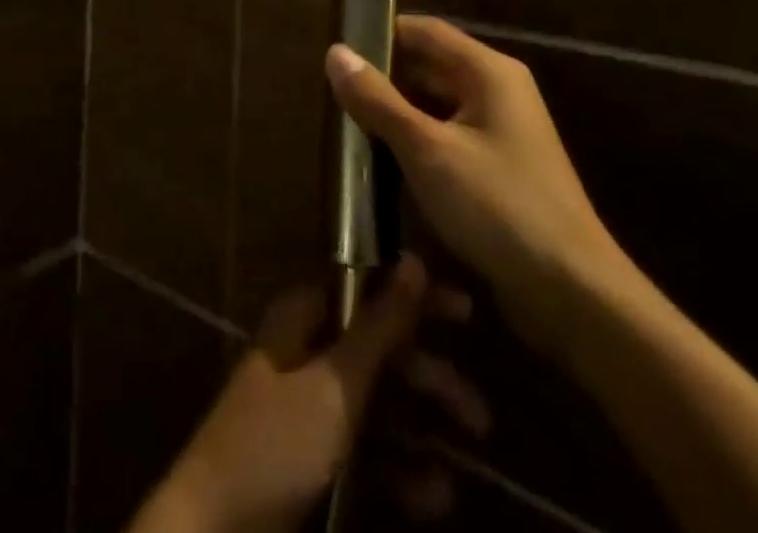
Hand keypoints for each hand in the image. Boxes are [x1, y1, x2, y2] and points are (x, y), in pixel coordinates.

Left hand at [134, 254, 489, 532]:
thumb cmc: (276, 445)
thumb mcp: (336, 384)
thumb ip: (380, 326)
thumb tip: (415, 260)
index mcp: (305, 317)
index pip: (369, 290)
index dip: (417, 300)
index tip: (467, 312)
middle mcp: (309, 351)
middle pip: (380, 351)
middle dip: (431, 379)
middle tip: (481, 417)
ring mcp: (310, 406)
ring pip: (380, 405)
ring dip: (422, 433)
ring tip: (463, 465)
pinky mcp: (314, 459)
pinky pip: (367, 451)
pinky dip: (401, 470)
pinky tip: (433, 498)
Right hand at [326, 16, 627, 344]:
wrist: (573, 295)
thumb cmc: (498, 207)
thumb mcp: (427, 150)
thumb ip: (378, 100)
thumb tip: (335, 52)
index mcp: (488, 71)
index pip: (425, 31)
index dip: (381, 33)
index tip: (337, 48)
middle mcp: (498, 91)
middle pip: (430, 66)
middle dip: (383, 78)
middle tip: (332, 91)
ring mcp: (501, 132)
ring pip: (436, 105)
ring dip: (396, 113)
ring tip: (346, 124)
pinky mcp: (499, 169)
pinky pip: (448, 138)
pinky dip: (416, 142)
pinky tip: (381, 162)